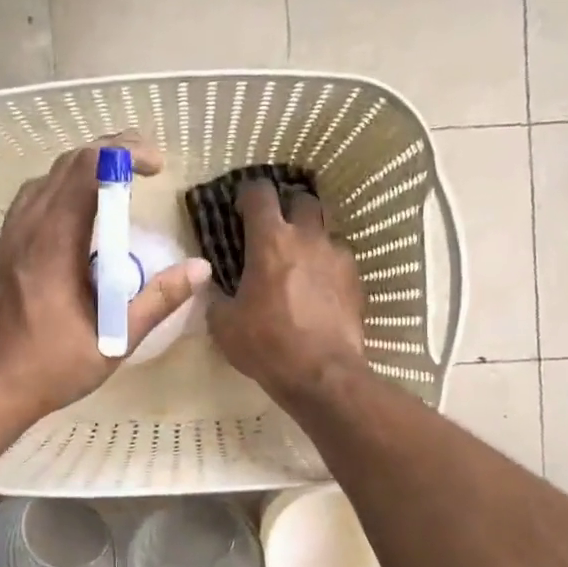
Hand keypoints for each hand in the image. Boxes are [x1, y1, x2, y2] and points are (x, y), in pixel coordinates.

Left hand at [0, 137, 211, 425]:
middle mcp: (26, 231)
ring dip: (83, 168)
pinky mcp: (2, 251)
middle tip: (146, 164)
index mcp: (53, 247)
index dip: (123, 154)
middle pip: (65, 165)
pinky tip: (82, 215)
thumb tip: (200, 269)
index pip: (85, 171)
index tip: (156, 166)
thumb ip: (158, 301)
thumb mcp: (115, 342)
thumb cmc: (51, 370)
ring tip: (118, 181)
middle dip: (109, 152)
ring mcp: (8, 239)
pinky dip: (62, 189)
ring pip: (45, 179)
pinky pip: (32, 200)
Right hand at [207, 180, 366, 408]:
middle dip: (287, 207)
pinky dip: (328, 264)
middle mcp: (307, 237)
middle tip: (275, 228)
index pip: (260, 193)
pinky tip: (320, 286)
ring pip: (326, 228)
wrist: (322, 373)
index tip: (241, 208)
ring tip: (300, 258)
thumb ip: (215, 296)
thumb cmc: (266, 344)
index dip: (248, 194)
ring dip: (311, 235)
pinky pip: (340, 259)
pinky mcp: (356, 279)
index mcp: (270, 241)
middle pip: (302, 199)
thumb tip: (211, 285)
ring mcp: (337, 256)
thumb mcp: (224, 324)